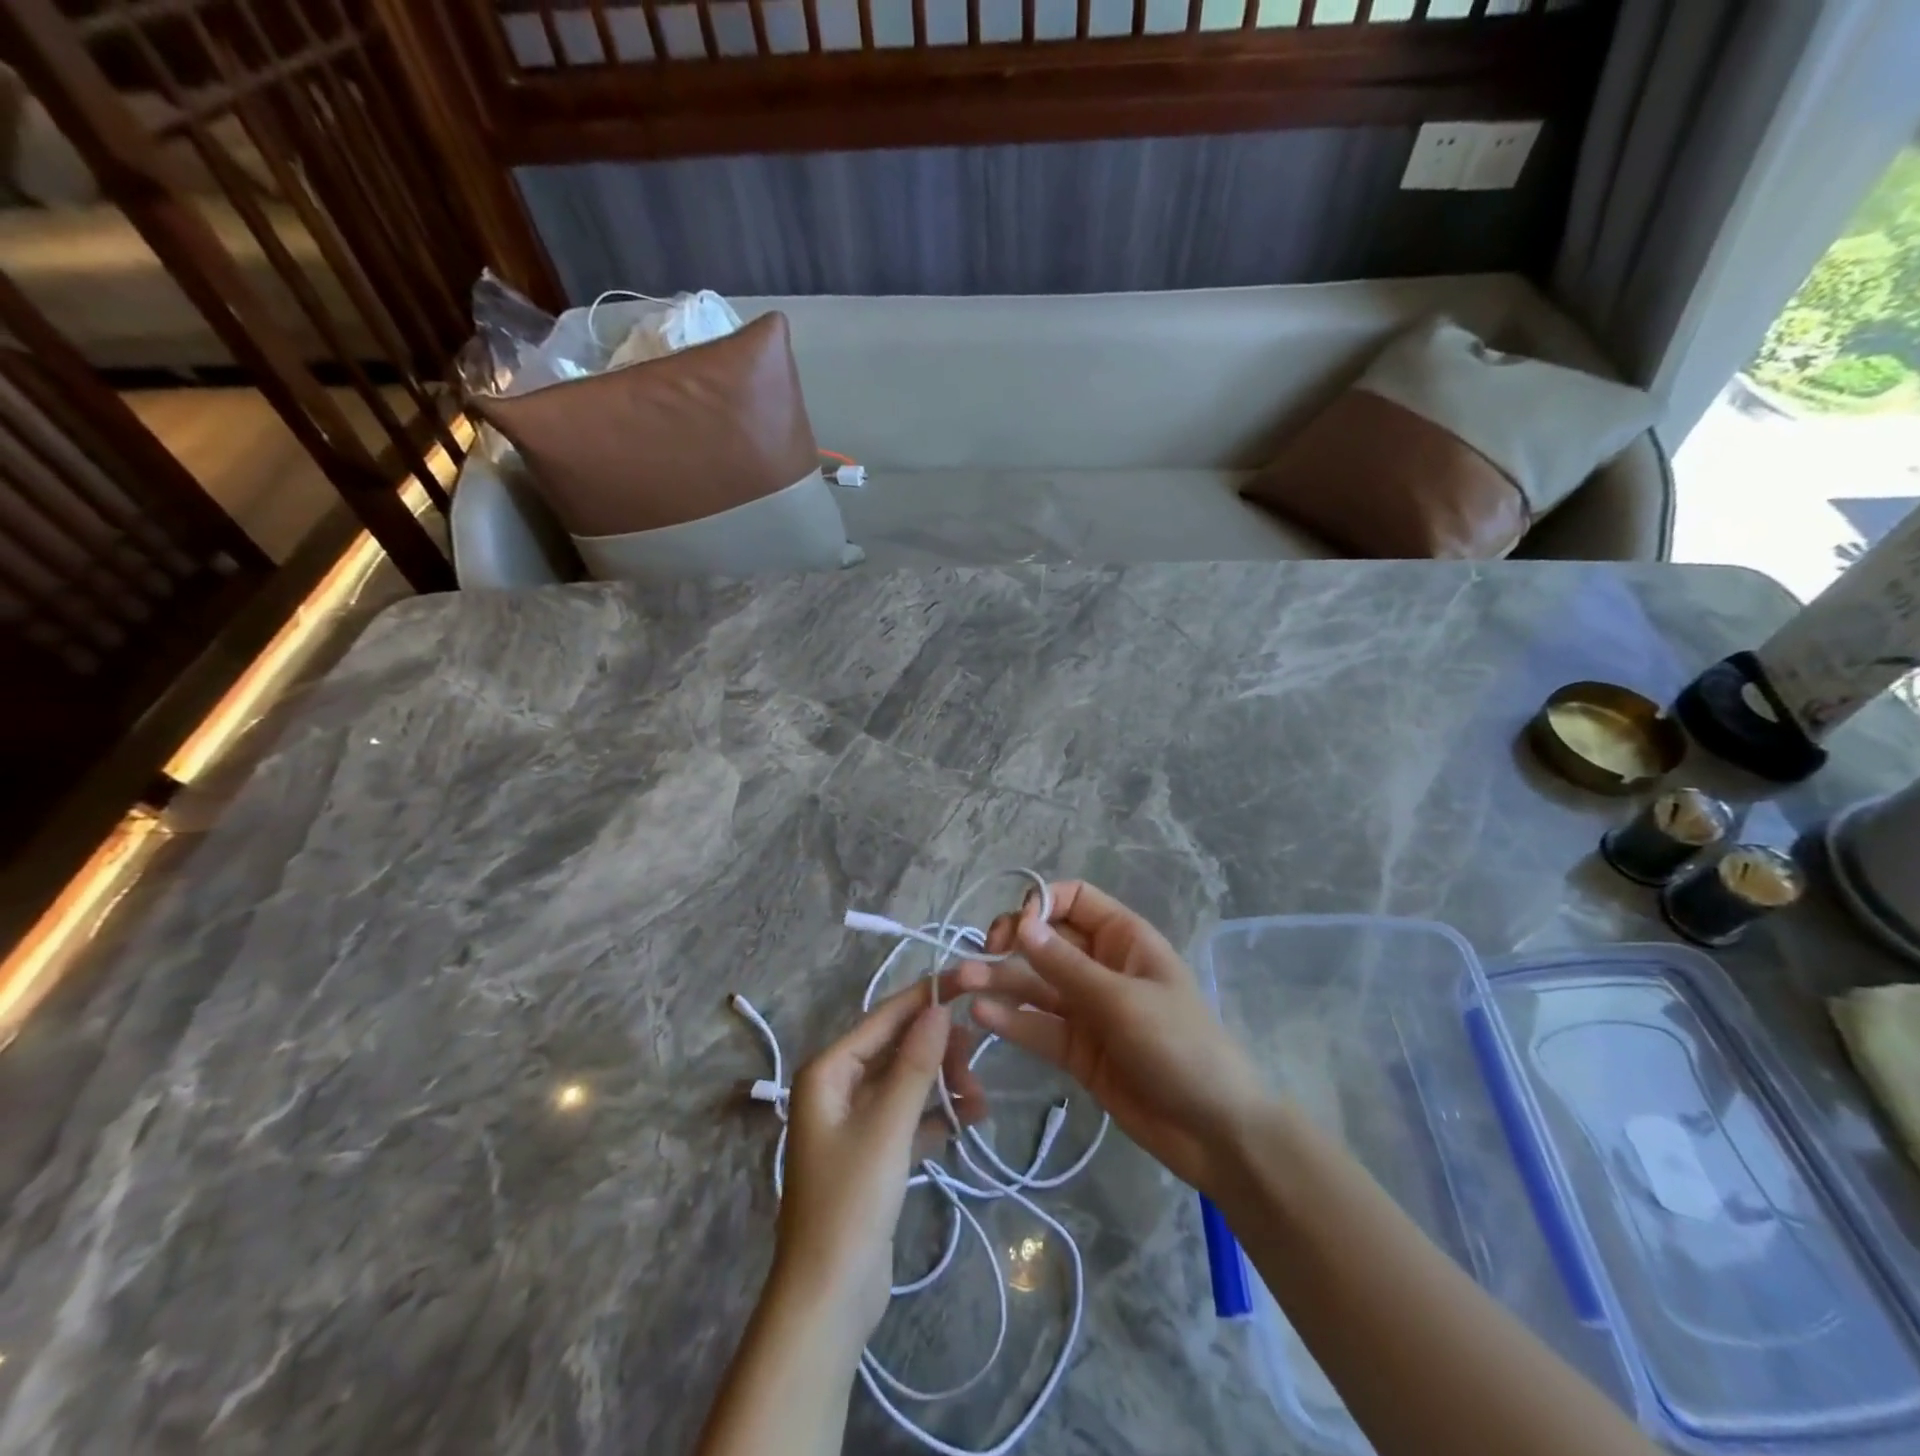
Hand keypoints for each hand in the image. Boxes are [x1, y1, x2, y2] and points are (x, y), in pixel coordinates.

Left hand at [773, 974, 986, 1350]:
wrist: (828, 1300)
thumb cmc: (851, 1202)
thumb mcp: (888, 1126)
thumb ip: (915, 1064)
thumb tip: (939, 1007)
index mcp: (829, 1070)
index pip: (884, 1017)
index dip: (926, 997)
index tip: (969, 977)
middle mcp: (838, 1086)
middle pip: (898, 1048)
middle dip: (939, 1051)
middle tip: (977, 1063)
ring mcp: (856, 1121)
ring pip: (908, 1082)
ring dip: (944, 1083)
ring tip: (980, 1099)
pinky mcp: (874, 1152)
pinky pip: (911, 1116)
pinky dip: (938, 1114)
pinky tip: (971, 1119)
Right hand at [966, 881, 1268, 1196]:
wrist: (1215, 1132)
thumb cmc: (1180, 1047)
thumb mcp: (1123, 1001)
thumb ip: (1066, 966)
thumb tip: (1021, 923)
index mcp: (1123, 939)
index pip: (1074, 899)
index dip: (1042, 903)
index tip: (1017, 927)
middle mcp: (1100, 967)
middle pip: (1047, 941)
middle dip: (1012, 942)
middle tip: (983, 954)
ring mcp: (1086, 1009)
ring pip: (1035, 984)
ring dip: (1001, 981)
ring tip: (963, 982)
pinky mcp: (1076, 1050)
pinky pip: (1038, 1026)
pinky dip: (1011, 1020)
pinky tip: (982, 1014)